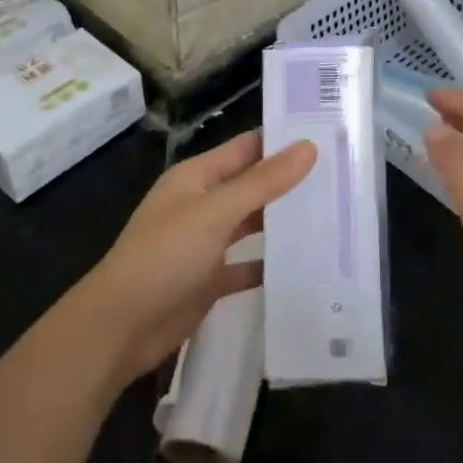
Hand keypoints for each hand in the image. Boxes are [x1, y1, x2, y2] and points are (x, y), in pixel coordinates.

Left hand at [75, 130, 315, 381]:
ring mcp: (206, 243)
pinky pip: (247, 265)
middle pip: (252, 185)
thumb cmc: (165, 256)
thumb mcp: (216, 212)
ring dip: (283, 221)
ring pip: (252, 224)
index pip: (247, 148)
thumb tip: (309, 146)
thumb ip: (263, 182)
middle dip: (290, 181)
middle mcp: (202, 204)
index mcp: (197, 177)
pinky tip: (307, 264)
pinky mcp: (210, 280)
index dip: (282, 140)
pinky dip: (270, 263)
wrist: (120, 328)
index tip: (327, 134)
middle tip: (342, 176)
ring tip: (333, 214)